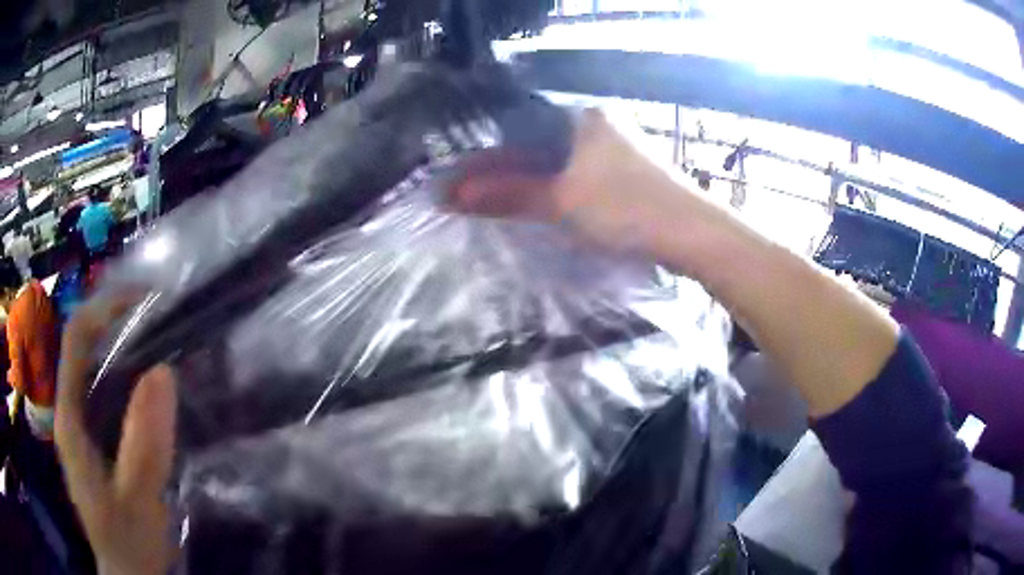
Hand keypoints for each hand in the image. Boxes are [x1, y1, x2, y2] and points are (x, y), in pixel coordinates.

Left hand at [55, 296, 177, 574]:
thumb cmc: (127, 540)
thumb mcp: (136, 498)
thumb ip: (143, 443)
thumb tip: (163, 372)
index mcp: (69, 415)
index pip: (77, 336)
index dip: (105, 308)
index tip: (146, 301)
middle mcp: (71, 410)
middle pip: (87, 347)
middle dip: (121, 325)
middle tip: (164, 322)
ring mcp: (84, 427)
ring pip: (100, 371)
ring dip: (129, 353)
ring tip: (167, 351)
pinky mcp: (99, 442)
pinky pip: (112, 398)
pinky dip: (133, 384)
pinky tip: (158, 396)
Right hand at [451, 108, 690, 257]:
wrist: (694, 235)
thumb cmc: (628, 208)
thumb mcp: (563, 201)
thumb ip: (510, 195)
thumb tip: (454, 195)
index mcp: (583, 117)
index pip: (519, 126)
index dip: (486, 156)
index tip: (458, 180)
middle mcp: (599, 125)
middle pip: (537, 145)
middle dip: (503, 173)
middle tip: (467, 197)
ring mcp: (615, 150)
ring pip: (557, 163)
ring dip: (526, 184)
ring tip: (491, 204)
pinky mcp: (626, 176)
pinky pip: (577, 177)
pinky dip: (553, 192)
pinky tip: (536, 206)